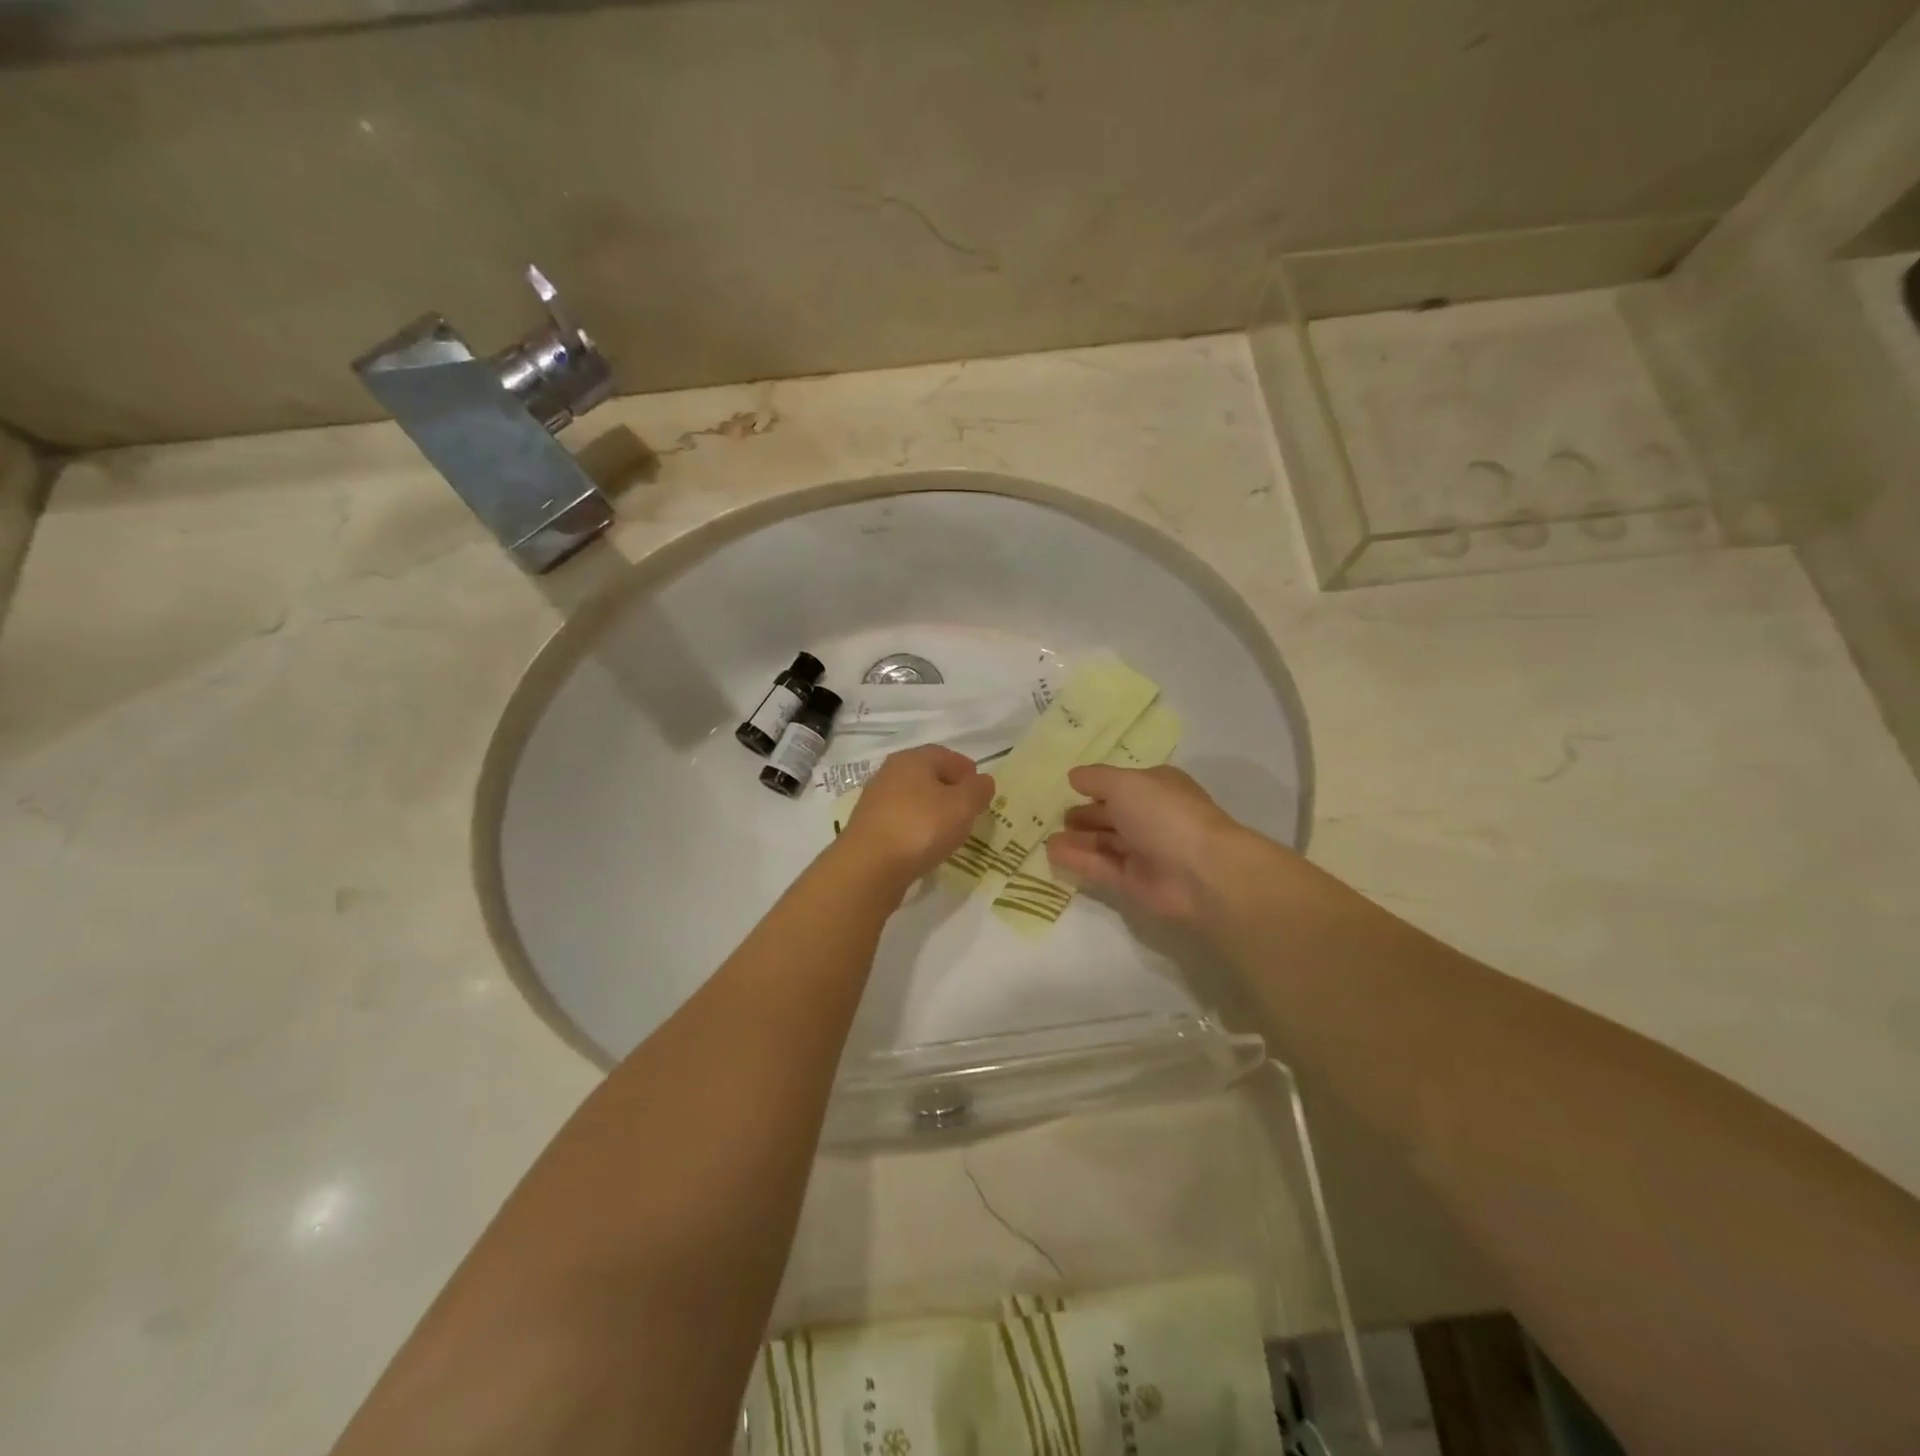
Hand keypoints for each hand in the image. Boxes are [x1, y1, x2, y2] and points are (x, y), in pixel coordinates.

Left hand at [837, 745, 994, 889]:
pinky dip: (916, 827)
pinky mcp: (868, 829)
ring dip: (931, 809)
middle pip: (925, 775)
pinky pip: (900, 821)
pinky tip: (925, 844)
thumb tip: (983, 780)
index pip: (943, 754)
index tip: (980, 786)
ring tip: (950, 829)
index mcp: (912, 759)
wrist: (869, 866)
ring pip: (912, 799)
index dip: (964, 768)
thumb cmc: (921, 826)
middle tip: (968, 807)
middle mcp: (889, 774)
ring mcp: (875, 802)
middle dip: (948, 788)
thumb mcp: (963, 806)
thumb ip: (978, 790)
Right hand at [1046, 764, 1242, 922]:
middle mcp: (1151, 817)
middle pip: (1112, 814)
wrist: (1202, 872)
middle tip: (1053, 815)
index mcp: (1157, 787)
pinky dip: (1078, 860)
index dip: (1096, 785)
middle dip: (1085, 814)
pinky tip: (1052, 854)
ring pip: (1104, 842)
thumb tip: (1073, 776)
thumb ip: (1096, 779)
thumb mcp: (1125, 783)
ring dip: (1077, 839)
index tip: (1067, 786)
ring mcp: (1144, 851)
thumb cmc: (1165, 815)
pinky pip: (1101, 867)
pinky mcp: (1134, 882)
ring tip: (1045, 838)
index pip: (1122, 783)